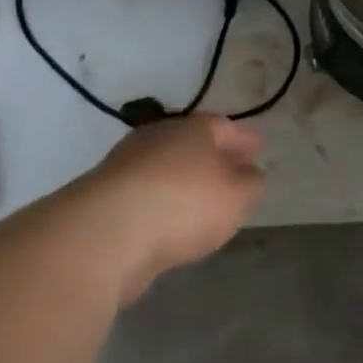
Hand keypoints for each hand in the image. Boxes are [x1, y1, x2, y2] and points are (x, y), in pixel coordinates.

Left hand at [3, 115, 265, 305]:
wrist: (104, 235)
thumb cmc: (184, 204)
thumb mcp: (238, 195)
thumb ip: (251, 184)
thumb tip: (248, 175)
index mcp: (192, 129)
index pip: (224, 127)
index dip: (243, 139)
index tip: (258, 147)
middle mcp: (156, 140)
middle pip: (191, 144)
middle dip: (212, 157)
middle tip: (232, 171)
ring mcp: (125, 168)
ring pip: (165, 169)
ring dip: (184, 181)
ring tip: (203, 201)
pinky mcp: (104, 200)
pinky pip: (146, 196)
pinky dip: (162, 203)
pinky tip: (171, 221)